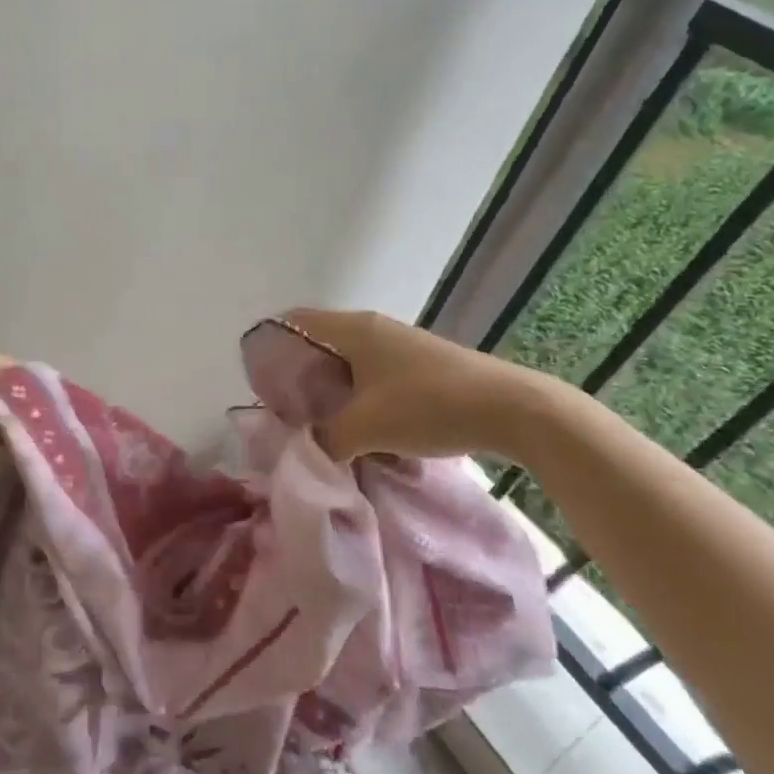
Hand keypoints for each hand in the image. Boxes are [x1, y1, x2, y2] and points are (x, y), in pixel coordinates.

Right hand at [282, 308, 550, 462]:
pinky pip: (371, 373)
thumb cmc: (429, 405)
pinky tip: (360, 426)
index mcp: (353, 329)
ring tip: (319, 423)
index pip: (294, 322)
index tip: (261, 384)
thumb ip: (325, 439)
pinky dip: (356, 395)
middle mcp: (373, 329)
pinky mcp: (419, 365)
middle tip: (286, 411)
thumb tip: (302, 452)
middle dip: (298, 375)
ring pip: (347, 361)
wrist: (511, 408)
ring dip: (330, 389)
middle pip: (318, 343)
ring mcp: (399, 345)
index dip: (271, 347)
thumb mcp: (367, 427)